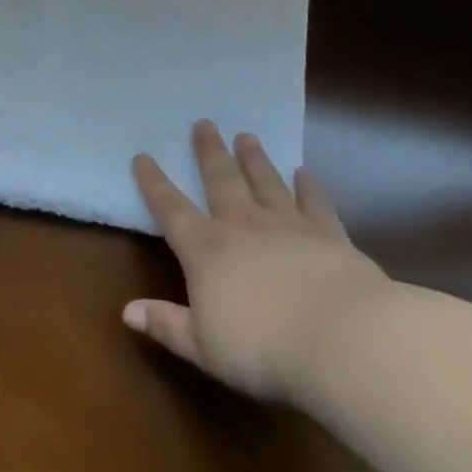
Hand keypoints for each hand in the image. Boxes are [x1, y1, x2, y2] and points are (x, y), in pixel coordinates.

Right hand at [125, 121, 388, 402]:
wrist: (344, 341)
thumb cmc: (263, 348)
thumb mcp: (203, 347)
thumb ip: (166, 324)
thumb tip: (127, 311)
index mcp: (205, 249)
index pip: (170, 207)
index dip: (153, 182)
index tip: (142, 156)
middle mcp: (242, 225)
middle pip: (220, 180)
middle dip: (209, 152)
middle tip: (204, 123)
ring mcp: (287, 226)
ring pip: (265, 182)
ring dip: (254, 159)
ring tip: (246, 136)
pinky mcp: (329, 236)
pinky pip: (316, 204)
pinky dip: (310, 187)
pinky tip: (306, 173)